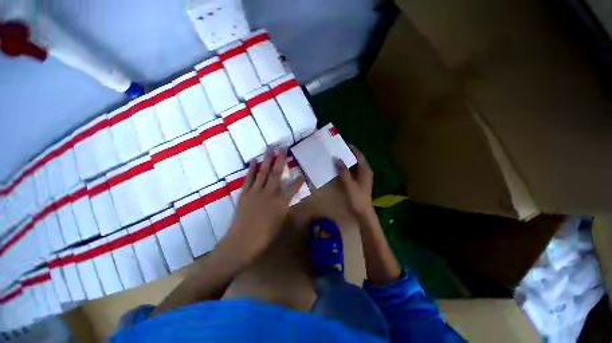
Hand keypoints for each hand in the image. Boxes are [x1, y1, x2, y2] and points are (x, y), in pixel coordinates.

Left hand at [222, 150, 304, 259]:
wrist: (241, 242)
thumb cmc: (264, 237)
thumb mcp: (279, 223)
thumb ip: (284, 208)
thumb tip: (286, 199)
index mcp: (280, 203)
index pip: (293, 189)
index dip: (298, 180)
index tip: (302, 173)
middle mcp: (269, 194)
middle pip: (276, 174)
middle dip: (281, 160)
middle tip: (283, 148)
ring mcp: (255, 192)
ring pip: (263, 173)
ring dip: (266, 160)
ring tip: (269, 149)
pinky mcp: (245, 194)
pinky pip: (249, 179)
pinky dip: (251, 169)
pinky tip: (253, 161)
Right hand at [336, 146, 373, 215]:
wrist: (363, 212)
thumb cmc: (357, 198)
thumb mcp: (349, 185)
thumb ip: (344, 172)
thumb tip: (337, 159)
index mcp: (365, 170)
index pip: (359, 155)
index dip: (352, 149)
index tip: (343, 143)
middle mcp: (365, 172)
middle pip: (357, 159)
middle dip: (348, 154)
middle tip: (337, 150)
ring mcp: (362, 177)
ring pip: (354, 165)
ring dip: (347, 161)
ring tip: (336, 157)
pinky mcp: (359, 182)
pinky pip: (352, 171)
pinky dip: (346, 168)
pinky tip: (338, 169)